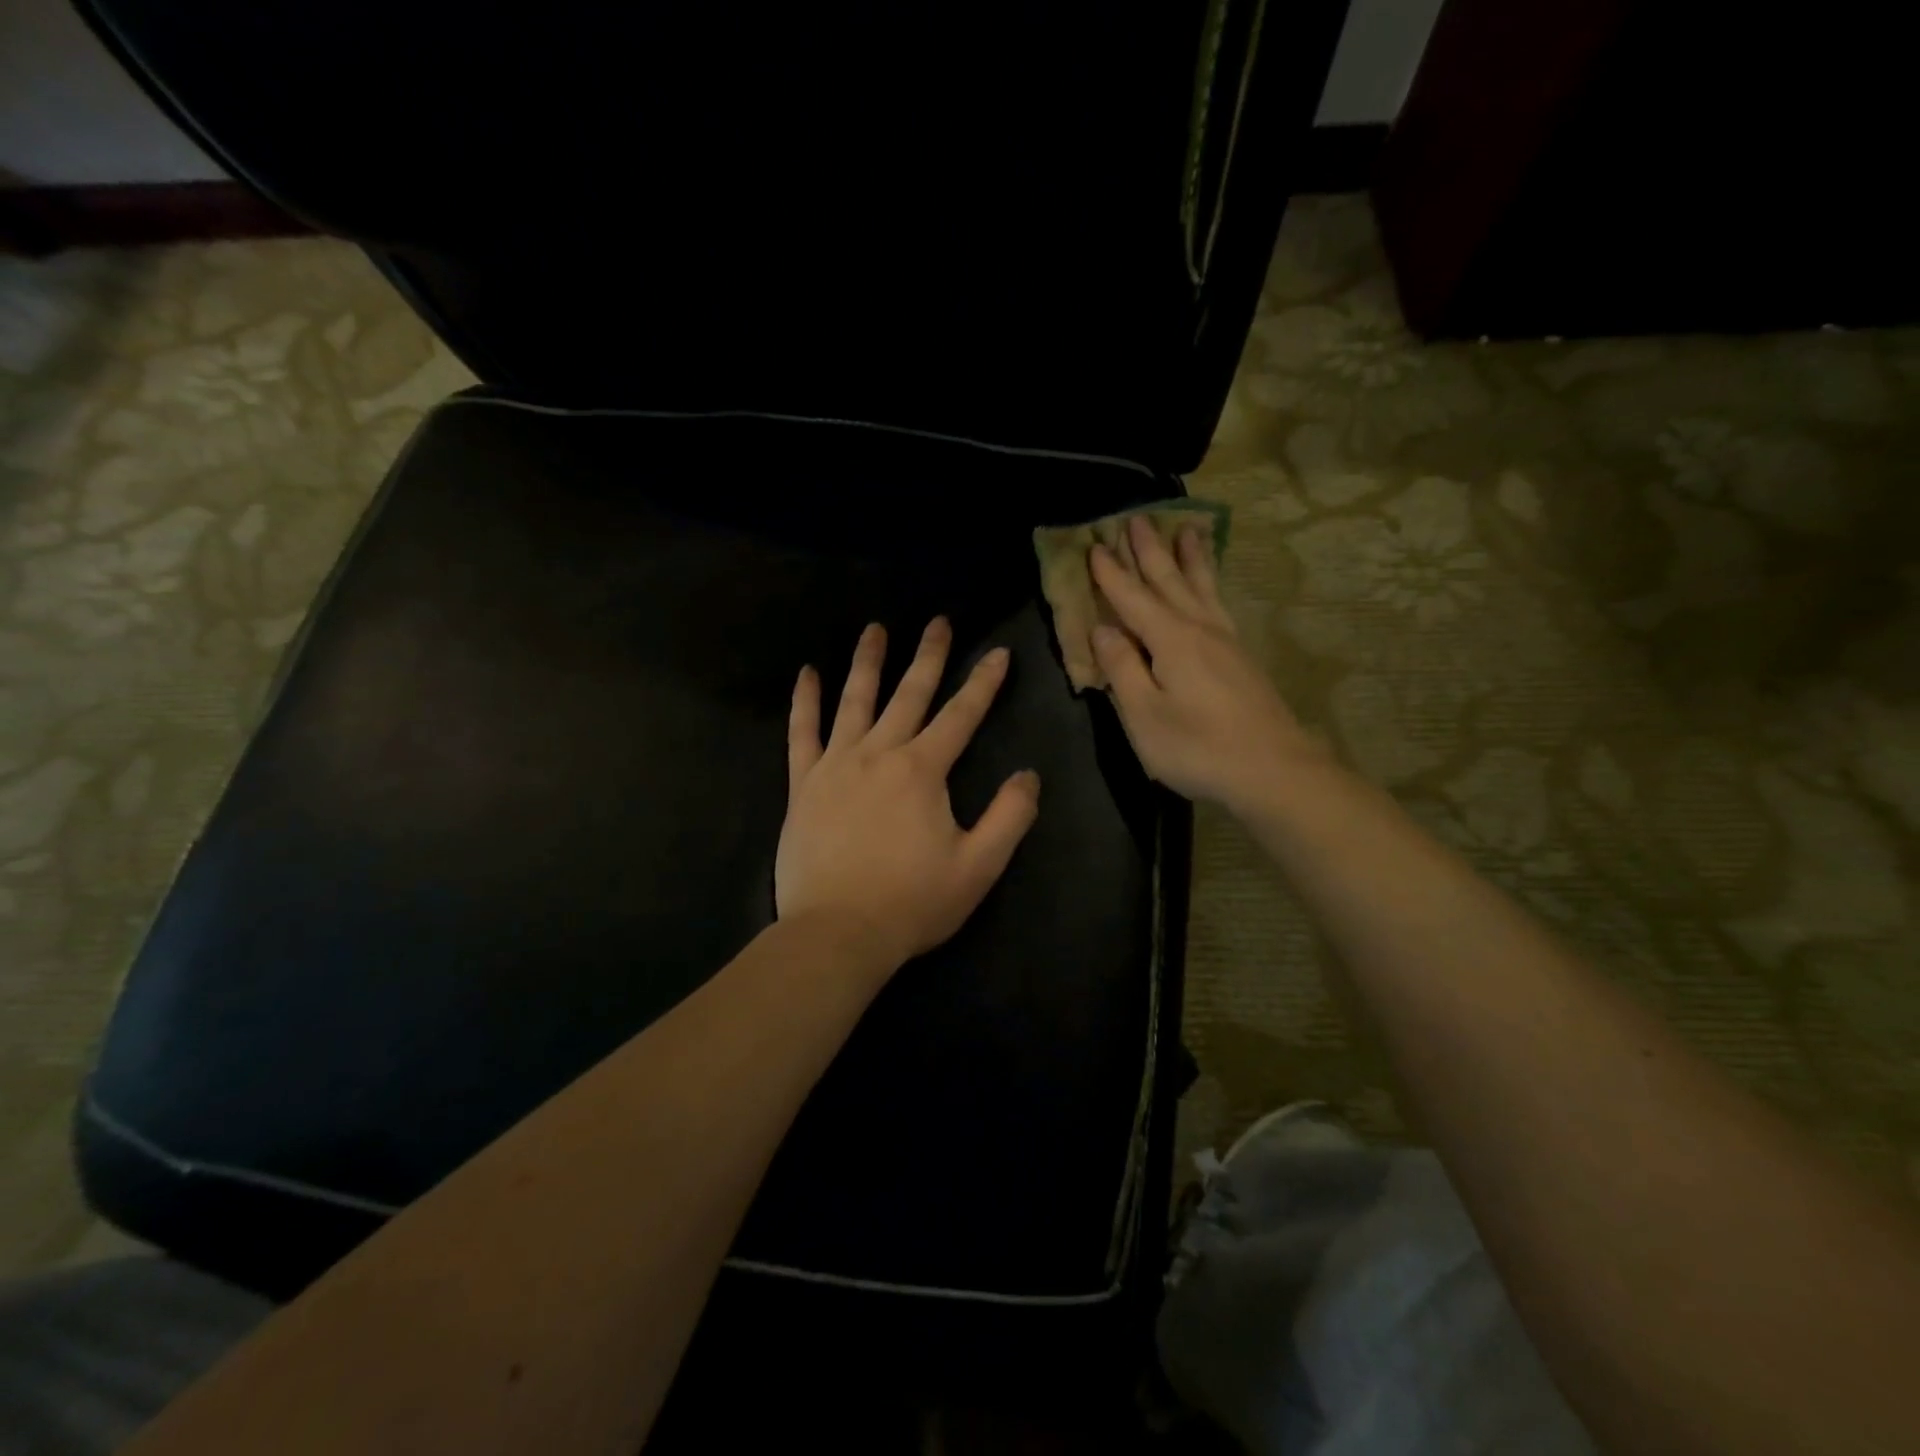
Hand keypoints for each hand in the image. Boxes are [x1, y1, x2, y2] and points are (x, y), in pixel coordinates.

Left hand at [776, 618, 1040, 972]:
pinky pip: (801, 732)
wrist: (837, 933)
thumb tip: (1028, 775)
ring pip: (854, 701)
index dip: (984, 683)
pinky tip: (807, 673)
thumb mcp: (979, 866)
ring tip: (875, 629)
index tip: (1000, 653)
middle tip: (939, 621)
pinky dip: (804, 701)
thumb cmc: (912, 902)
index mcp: (923, 770)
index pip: (961, 715)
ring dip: (868, 662)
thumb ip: (1010, 816)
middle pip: (909, 694)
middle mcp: (879, 753)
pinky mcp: (803, 784)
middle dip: (929, 656)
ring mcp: (835, 764)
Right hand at [1089, 515, 1328, 813]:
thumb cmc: (1198, 747)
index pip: (1133, 598)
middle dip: (1149, 551)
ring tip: (1185, 528)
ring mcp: (1226, 641)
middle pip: (1169, 581)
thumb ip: (1122, 668)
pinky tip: (1208, 586)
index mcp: (1171, 640)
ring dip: (1188, 558)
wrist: (1274, 770)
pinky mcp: (1241, 657)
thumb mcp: (1145, 715)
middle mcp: (1199, 628)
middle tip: (1136, 517)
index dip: (1111, 574)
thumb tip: (1102, 629)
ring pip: (1201, 587)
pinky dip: (1210, 583)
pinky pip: (1218, 602)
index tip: (1094, 545)